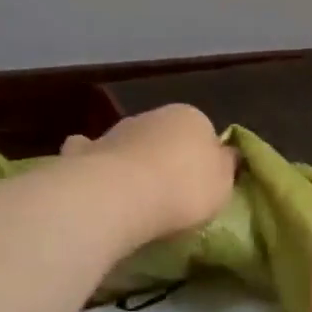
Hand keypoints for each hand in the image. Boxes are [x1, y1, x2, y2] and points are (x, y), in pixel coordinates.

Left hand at [61, 104, 235, 238]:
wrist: (122, 196)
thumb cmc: (184, 189)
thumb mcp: (223, 184)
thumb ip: (226, 166)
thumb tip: (227, 154)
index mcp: (191, 117)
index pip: (204, 132)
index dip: (205, 158)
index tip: (203, 185)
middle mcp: (152, 116)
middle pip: (165, 137)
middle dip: (166, 158)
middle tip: (171, 194)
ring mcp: (115, 131)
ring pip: (130, 144)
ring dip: (133, 161)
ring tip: (136, 195)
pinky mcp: (83, 152)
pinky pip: (92, 155)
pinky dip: (94, 162)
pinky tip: (95, 182)